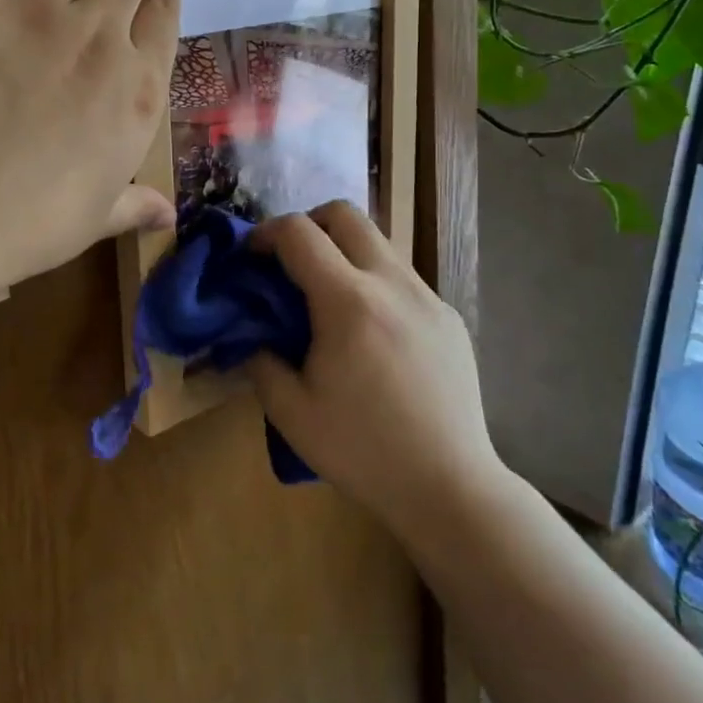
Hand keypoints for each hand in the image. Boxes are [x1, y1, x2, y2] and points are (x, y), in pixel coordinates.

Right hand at [245, 202, 498, 537]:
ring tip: (329, 297)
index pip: (299, 233)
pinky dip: (374, 281)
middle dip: (308, 224)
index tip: (252, 255)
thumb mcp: (291, 413)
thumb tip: (254, 332)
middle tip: (290, 262)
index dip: (266, 233)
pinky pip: (402, 277)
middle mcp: (392, 284)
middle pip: (345, 214)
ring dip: (344, 251)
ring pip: (378, 242)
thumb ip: (261, 360)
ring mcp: (427, 297)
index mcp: (349, 302)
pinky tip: (370, 331)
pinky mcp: (449, 317)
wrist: (450, 488)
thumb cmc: (363, 451)